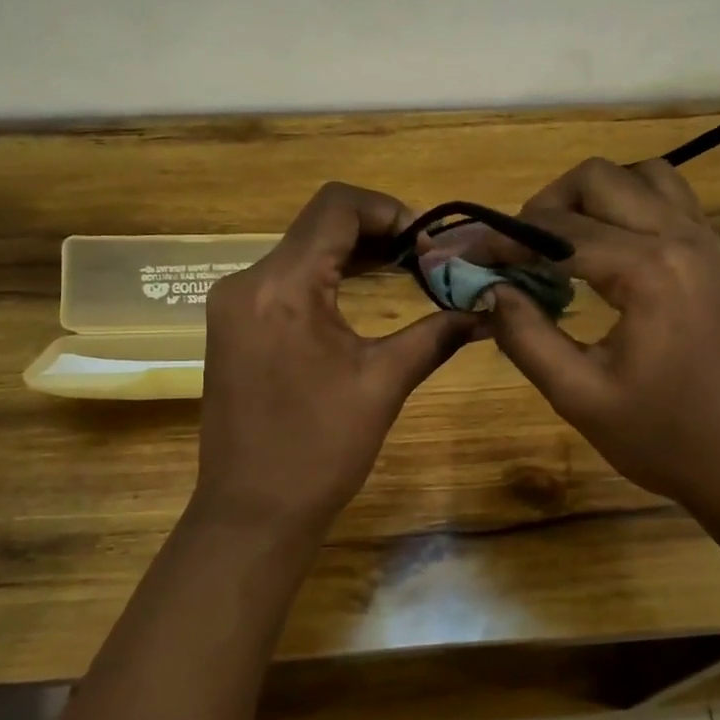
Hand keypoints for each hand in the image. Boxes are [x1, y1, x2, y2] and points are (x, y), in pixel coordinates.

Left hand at [191, 182, 477, 533]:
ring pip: (300, 250)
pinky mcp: (233, 324)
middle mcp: (248, 281)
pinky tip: (362, 293)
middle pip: (318, 224)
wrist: (252, 513)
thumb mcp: (383, 384)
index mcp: (282, 286)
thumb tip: (487, 310)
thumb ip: (436, 334)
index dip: (389, 209)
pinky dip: (326, 276)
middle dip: (377, 231)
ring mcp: (233, 303)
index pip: (335, 206)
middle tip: (426, 259)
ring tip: (405, 271)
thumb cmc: (319, 450)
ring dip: (352, 253)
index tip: (427, 244)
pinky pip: (284, 279)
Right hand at [483, 158, 719, 515]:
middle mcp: (682, 238)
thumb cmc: (663, 438)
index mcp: (648, 271)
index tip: (468, 256)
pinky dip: (629, 207)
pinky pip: (670, 200)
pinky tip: (609, 252)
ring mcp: (708, 242)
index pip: (557, 230)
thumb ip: (525, 336)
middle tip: (519, 251)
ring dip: (593, 197)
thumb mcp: (579, 396)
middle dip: (546, 205)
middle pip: (598, 179)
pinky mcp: (718, 257)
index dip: (503, 239)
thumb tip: (489, 290)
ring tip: (565, 243)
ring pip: (640, 176)